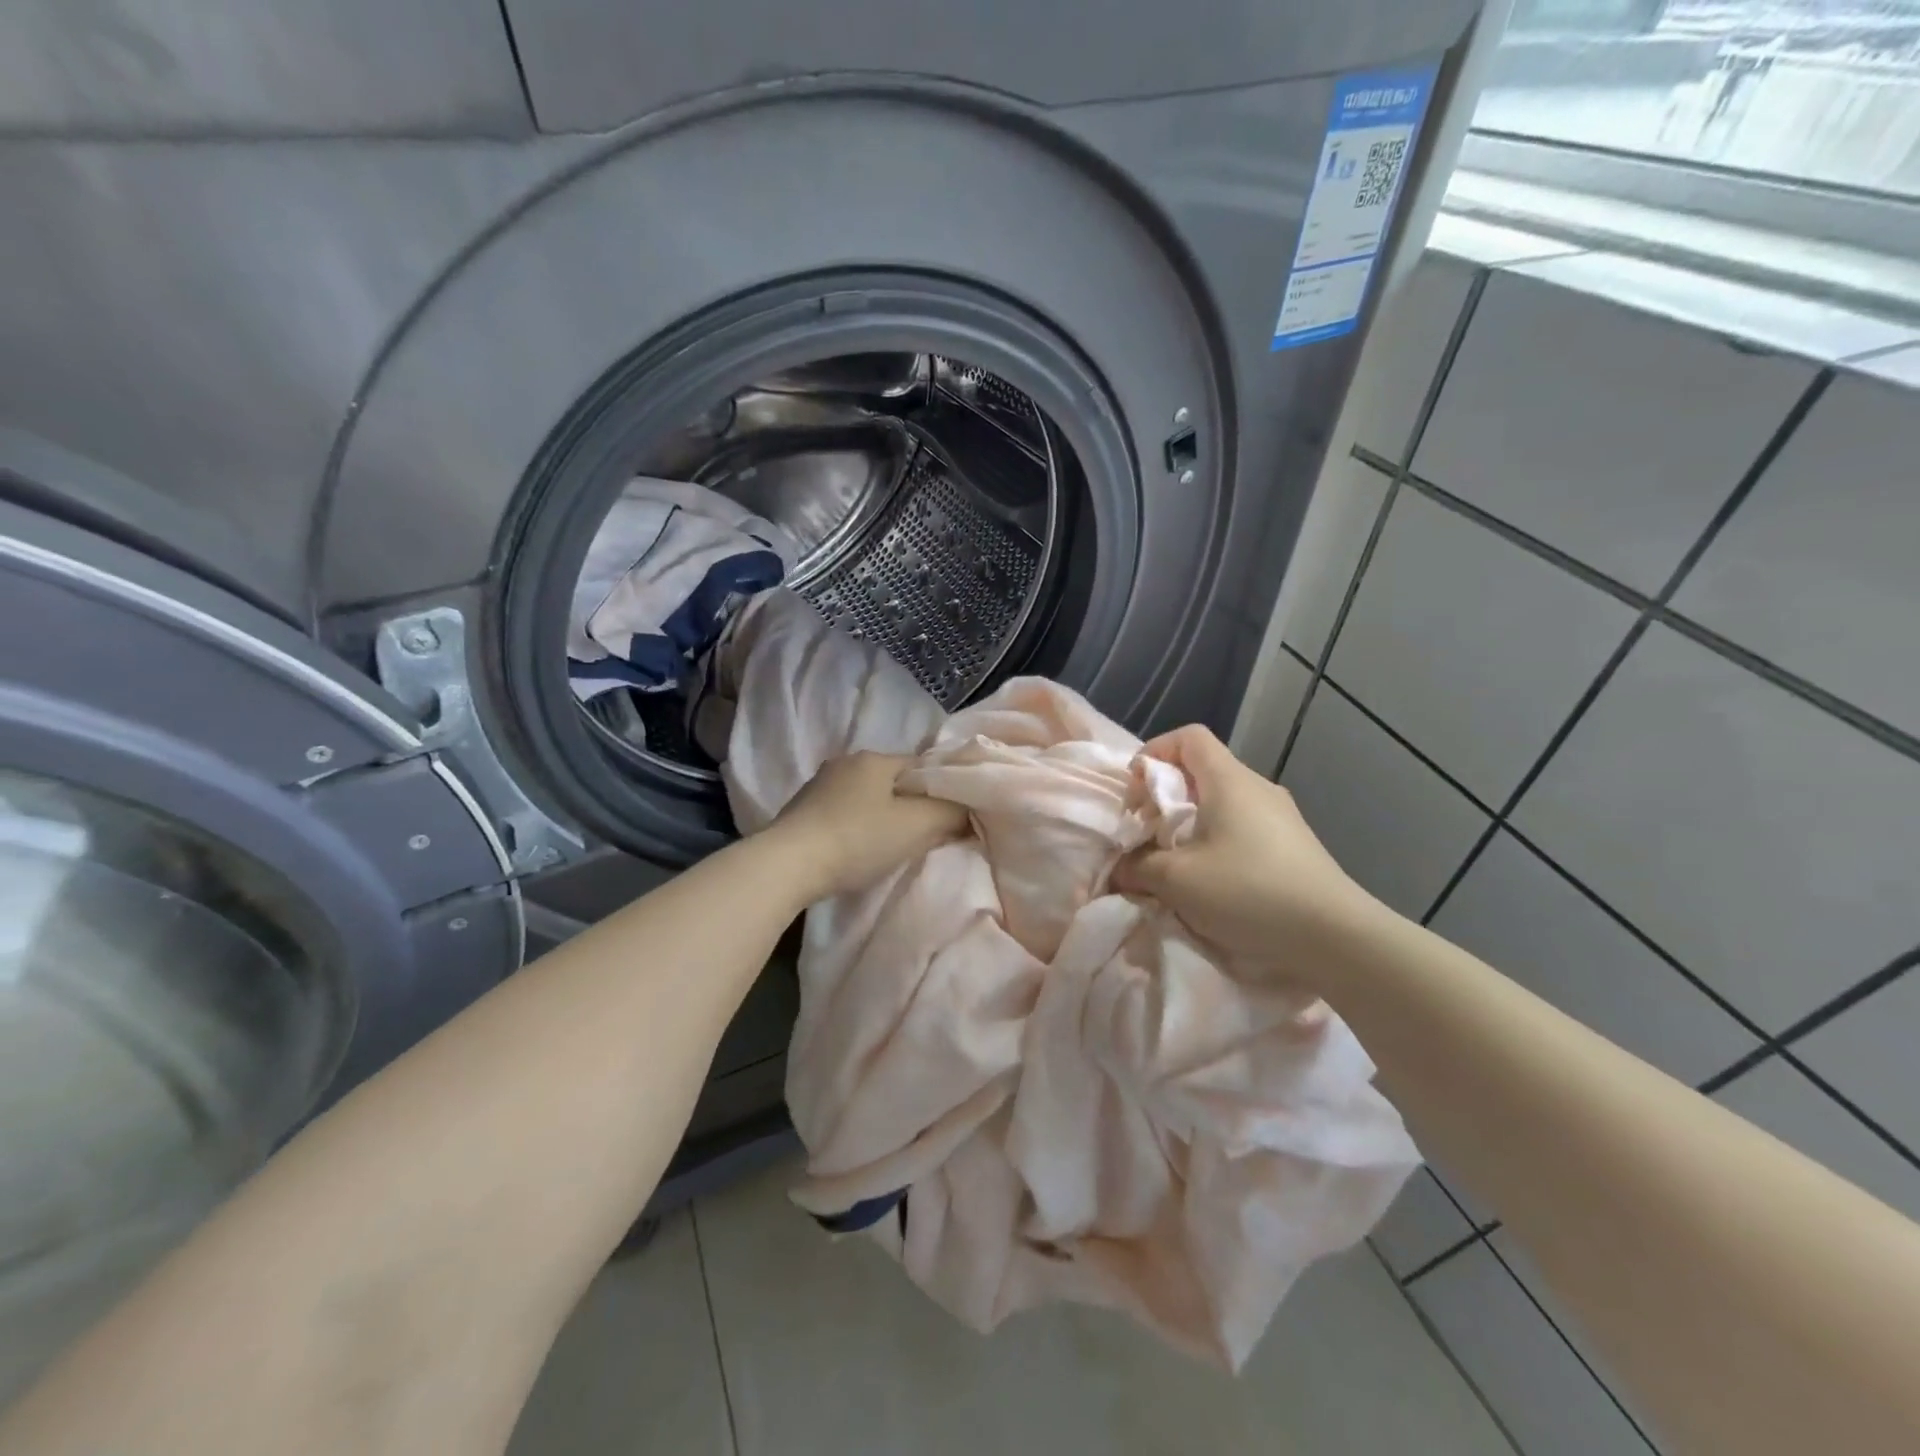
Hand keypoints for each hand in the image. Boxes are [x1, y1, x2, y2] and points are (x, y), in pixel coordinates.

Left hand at [765, 751, 969, 899]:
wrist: (787, 866)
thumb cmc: (857, 839)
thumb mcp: (916, 826)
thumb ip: (950, 813)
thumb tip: (969, 809)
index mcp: (874, 758)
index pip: (921, 766)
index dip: (942, 791)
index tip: (951, 818)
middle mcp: (845, 762)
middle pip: (894, 782)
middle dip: (911, 805)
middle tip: (925, 836)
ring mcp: (819, 785)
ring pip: (868, 798)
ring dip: (882, 817)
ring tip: (891, 847)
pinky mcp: (801, 810)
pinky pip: (843, 813)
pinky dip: (857, 827)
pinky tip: (857, 849)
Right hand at [1113, 725, 1386, 982]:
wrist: (1336, 936)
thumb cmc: (1248, 892)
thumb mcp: (1177, 880)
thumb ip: (1138, 867)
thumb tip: (1120, 869)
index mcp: (1228, 780)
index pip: (1188, 737)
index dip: (1154, 753)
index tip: (1136, 793)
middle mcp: (1257, 787)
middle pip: (1202, 770)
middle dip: (1165, 797)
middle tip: (1147, 833)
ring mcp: (1282, 816)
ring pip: (1222, 802)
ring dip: (1190, 824)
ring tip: (1175, 861)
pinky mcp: (1294, 845)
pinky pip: (1243, 827)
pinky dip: (1216, 841)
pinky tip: (1212, 880)